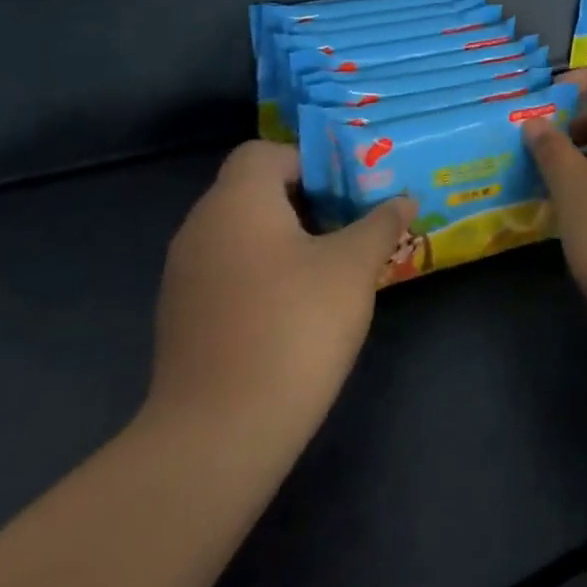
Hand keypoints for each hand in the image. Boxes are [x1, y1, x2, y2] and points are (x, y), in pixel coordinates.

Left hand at [145, 142, 416, 458]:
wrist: (220, 433)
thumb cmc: (295, 325)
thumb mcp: (354, 266)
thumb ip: (380, 223)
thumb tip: (403, 200)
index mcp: (237, 202)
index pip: (265, 152)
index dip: (310, 161)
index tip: (349, 189)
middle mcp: (200, 228)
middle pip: (253, 191)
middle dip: (307, 201)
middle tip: (354, 222)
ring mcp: (185, 276)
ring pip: (242, 234)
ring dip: (287, 238)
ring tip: (335, 264)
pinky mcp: (183, 318)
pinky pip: (229, 271)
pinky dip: (264, 273)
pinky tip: (299, 306)